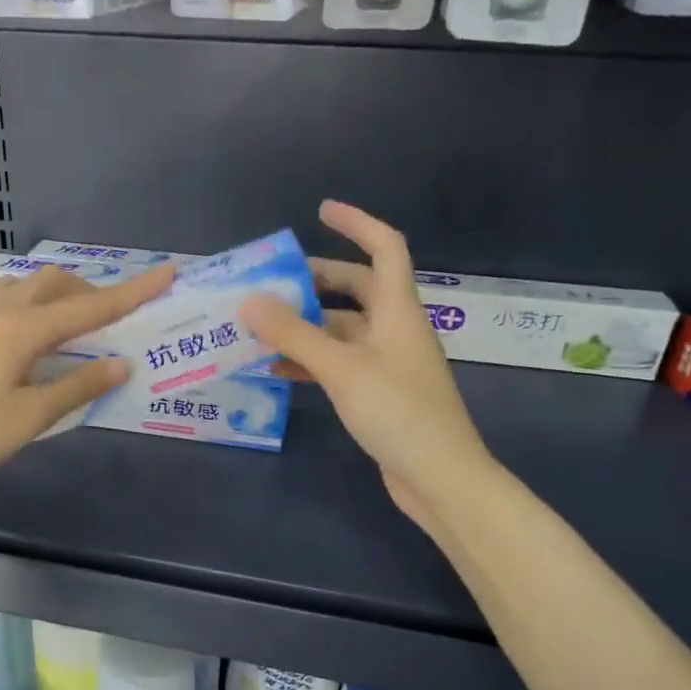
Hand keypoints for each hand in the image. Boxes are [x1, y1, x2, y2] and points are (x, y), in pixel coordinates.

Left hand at [0, 263, 174, 507]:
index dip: (132, 292)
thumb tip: (122, 363)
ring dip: (54, 298)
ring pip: (21, 288)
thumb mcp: (29, 418)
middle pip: (52, 282)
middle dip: (88, 291)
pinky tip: (20, 346)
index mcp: (20, 330)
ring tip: (67, 333)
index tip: (166, 273)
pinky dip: (25, 310)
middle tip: (107, 322)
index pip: (89, 307)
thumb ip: (78, 386)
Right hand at [240, 201, 492, 533]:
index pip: (385, 247)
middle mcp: (395, 329)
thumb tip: (249, 300)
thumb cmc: (398, 413)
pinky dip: (311, 359)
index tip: (321, 211)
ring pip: (343, 329)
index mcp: (397, 310)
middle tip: (273, 280)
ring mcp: (388, 362)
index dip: (357, 222)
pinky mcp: (379, 393)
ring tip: (261, 325)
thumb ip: (294, 333)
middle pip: (358, 287)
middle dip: (317, 279)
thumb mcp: (341, 369)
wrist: (440, 478)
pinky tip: (277, 368)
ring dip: (307, 323)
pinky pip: (340, 363)